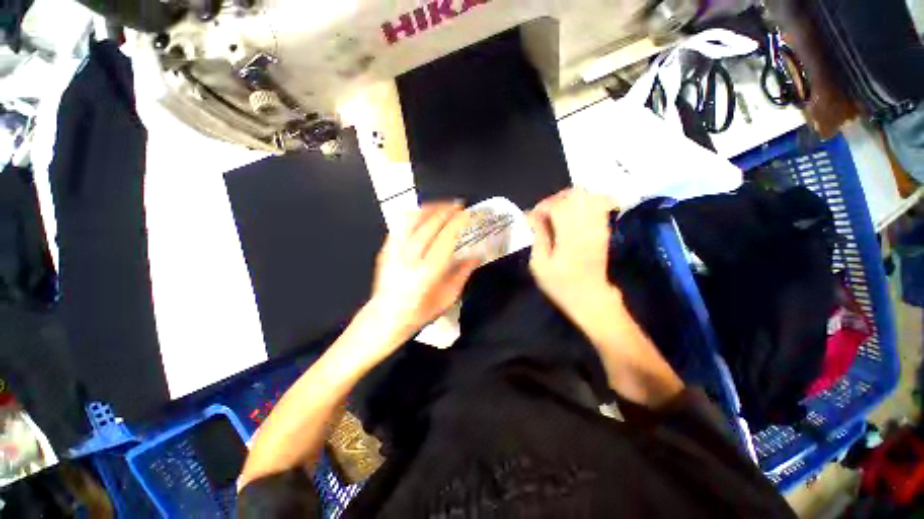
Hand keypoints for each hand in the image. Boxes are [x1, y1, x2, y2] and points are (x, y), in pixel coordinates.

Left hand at [365, 202, 478, 344]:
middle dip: (445, 211)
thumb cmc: (418, 312)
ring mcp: (394, 253)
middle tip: (457, 206)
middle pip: (428, 225)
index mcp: (426, 273)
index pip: (444, 239)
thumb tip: (475, 257)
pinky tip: (422, 215)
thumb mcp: (447, 298)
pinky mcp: (385, 250)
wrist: (385, 317)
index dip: (456, 223)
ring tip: (441, 206)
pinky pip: (399, 226)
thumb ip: (462, 274)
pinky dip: (413, 216)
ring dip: (428, 209)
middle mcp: (408, 260)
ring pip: (410, 221)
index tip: (466, 214)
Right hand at [528, 189, 619, 318]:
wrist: (590, 297)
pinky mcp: (604, 229)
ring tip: (556, 211)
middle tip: (543, 212)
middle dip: (554, 199)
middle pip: (574, 196)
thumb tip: (533, 216)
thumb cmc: (561, 284)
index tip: (532, 217)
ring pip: (587, 197)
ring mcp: (599, 226)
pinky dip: (582, 203)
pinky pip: (596, 204)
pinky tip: (571, 213)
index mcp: (570, 237)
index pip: (558, 206)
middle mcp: (587, 227)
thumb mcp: (540, 265)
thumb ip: (538, 236)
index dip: (542, 206)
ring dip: (568, 199)